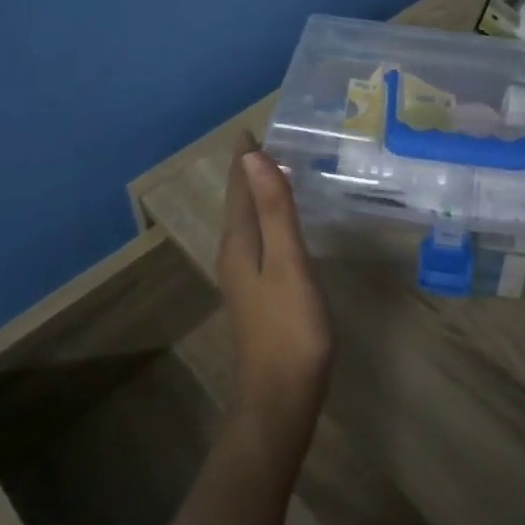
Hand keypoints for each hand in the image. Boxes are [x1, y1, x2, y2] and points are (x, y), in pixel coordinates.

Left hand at [217, 136, 333, 456]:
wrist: (280, 398)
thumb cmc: (290, 329)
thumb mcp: (288, 263)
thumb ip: (274, 211)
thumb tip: (254, 159)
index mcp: (239, 243)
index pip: (237, 187)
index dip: (245, 158)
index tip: (254, 126)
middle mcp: (234, 254)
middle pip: (239, 202)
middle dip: (250, 171)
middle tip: (272, 139)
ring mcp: (245, 276)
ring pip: (248, 221)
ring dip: (258, 193)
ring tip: (279, 169)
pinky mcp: (259, 292)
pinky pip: (259, 239)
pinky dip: (269, 217)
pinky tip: (285, 222)